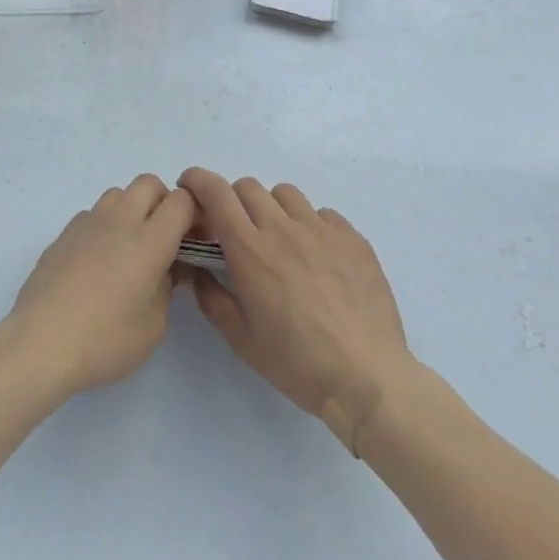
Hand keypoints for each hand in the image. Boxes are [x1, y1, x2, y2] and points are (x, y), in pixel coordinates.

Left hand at [3, 174, 196, 398]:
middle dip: (163, 202)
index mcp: (148, 241)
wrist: (40, 340)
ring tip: (131, 249)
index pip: (181, 201)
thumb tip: (166, 268)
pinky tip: (100, 261)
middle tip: (165, 240)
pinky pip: (94, 213)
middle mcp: (119, 220)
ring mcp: (87, 222)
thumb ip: (167, 288)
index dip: (194, 213)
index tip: (195, 239)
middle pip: (148, 183)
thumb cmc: (104, 339)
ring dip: (132, 209)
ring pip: (119, 193)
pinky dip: (106, 225)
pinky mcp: (64, 232)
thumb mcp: (153, 326)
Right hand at [177, 168, 416, 455]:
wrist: (369, 379)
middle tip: (237, 231)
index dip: (198, 180)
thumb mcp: (242, 340)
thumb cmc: (298, 363)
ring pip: (285, 194)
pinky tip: (317, 257)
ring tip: (280, 241)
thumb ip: (212, 298)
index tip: (190, 188)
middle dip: (234, 201)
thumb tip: (196, 271)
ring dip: (273, 209)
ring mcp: (320, 229)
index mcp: (249, 248)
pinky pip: (323, 214)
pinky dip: (311, 225)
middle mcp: (282, 227)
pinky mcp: (352, 238)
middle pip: (248, 187)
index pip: (216, 192)